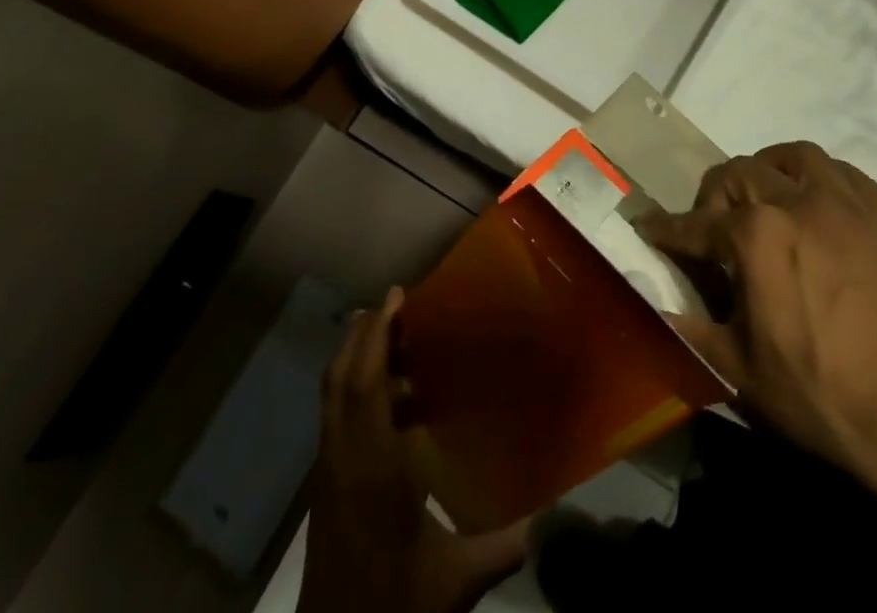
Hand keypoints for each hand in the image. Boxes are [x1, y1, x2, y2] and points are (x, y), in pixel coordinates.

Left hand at [298, 287, 528, 612]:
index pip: (366, 382)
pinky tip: (395, 407)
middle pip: (342, 377)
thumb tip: (552, 516)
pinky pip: (337, 419)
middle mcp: (342, 457)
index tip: (397, 294)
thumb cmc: (393, 606)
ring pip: (334, 396)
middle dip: (364, 333)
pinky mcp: (325, 489)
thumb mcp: (455, 581)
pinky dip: (357, 392)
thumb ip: (505, 544)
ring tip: (400, 344)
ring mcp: (328, 472)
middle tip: (397, 306)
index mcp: (371, 465)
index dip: (378, 332)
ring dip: (359, 360)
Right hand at [637, 142, 876, 496]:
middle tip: (711, 229)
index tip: (647, 226)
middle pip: (738, 174)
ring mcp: (844, 203)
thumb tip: (643, 307)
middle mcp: (796, 201)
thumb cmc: (821, 397)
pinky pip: (841, 171)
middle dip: (713, 197)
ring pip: (792, 156)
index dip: (666, 229)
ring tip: (764, 200)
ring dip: (768, 170)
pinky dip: (817, 177)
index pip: (695, 224)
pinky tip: (815, 204)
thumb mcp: (739, 372)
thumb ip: (685, 330)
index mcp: (756, 236)